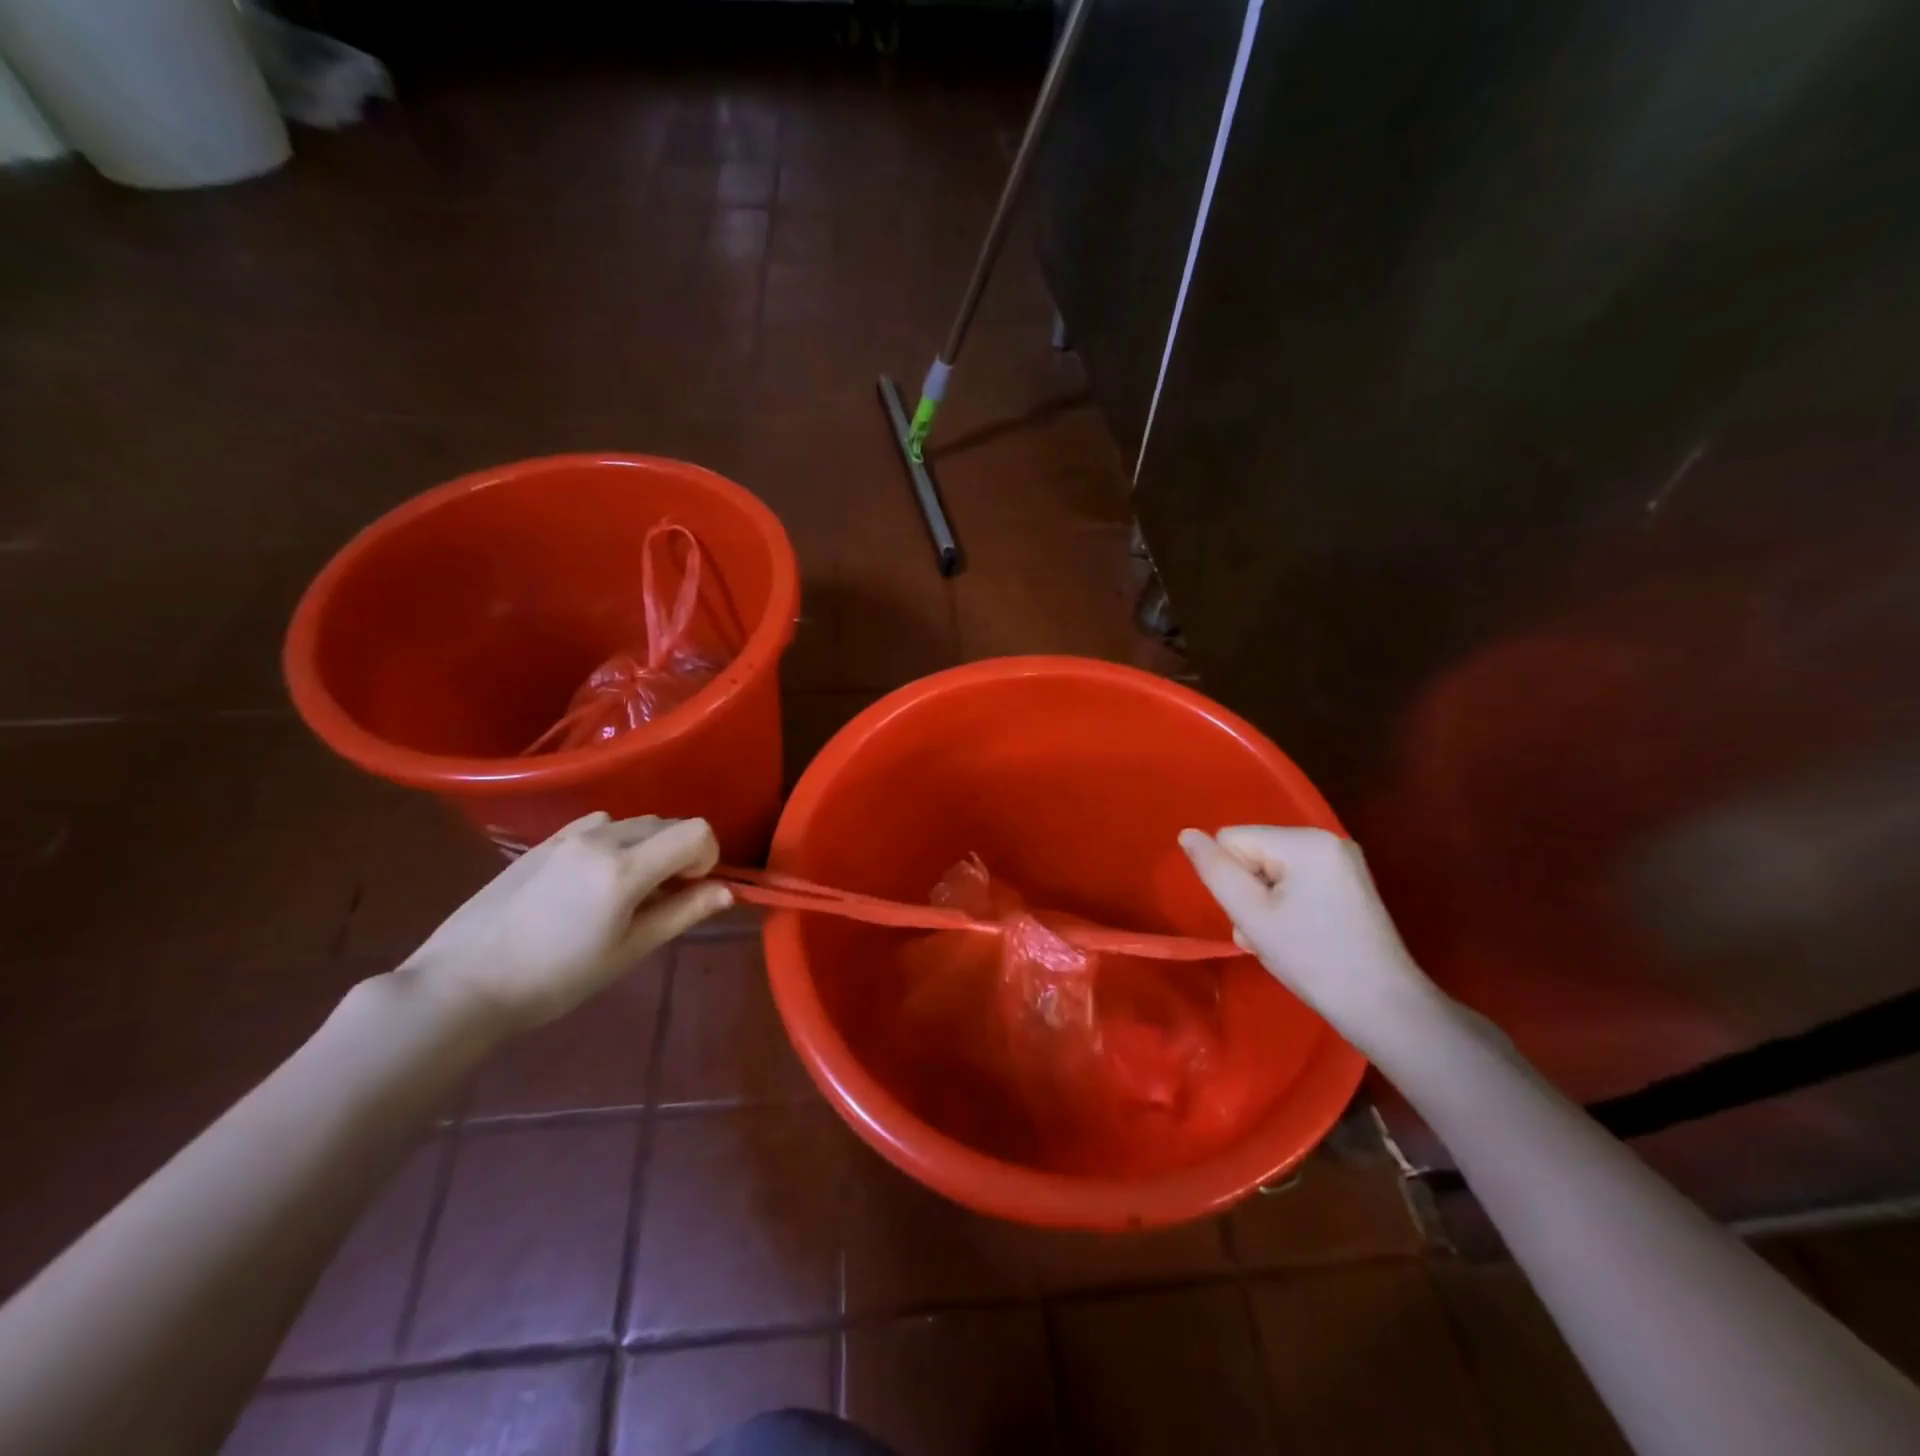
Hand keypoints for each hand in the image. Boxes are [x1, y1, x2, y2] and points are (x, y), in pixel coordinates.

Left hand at [405, 812, 730, 1032]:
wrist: (462, 984)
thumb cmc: (554, 979)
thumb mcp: (628, 952)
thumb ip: (682, 913)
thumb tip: (727, 891)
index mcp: (625, 868)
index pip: (696, 831)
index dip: (707, 857)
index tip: (691, 889)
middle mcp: (601, 838)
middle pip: (668, 822)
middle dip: (680, 853)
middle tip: (662, 897)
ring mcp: (568, 835)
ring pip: (634, 822)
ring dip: (648, 846)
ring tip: (626, 889)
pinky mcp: (544, 841)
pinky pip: (599, 825)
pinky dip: (615, 841)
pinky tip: (592, 878)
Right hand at [1178, 826, 1433, 1044]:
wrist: (1383, 1007)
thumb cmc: (1311, 958)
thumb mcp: (1251, 914)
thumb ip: (1215, 870)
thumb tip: (1187, 834)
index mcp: (1304, 840)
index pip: (1232, 840)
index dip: (1230, 878)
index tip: (1252, 916)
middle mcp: (1326, 839)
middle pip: (1254, 853)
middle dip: (1249, 892)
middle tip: (1265, 935)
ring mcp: (1342, 862)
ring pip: (1272, 870)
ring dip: (1264, 904)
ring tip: (1280, 940)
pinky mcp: (1350, 884)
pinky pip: (1297, 880)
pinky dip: (1287, 905)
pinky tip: (1298, 936)